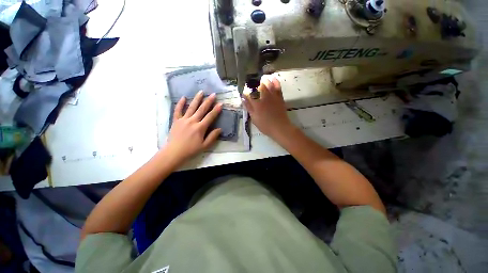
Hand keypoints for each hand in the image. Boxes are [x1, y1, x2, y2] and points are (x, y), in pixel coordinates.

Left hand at [165, 91, 221, 163]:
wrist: (174, 152)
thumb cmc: (191, 150)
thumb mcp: (205, 146)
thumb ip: (212, 137)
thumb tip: (219, 129)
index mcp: (200, 128)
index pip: (210, 116)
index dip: (216, 110)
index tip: (220, 103)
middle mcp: (192, 121)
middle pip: (202, 109)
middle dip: (208, 101)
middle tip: (213, 94)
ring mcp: (183, 120)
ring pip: (191, 107)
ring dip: (196, 99)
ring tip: (201, 92)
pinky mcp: (176, 120)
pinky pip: (178, 110)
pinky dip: (180, 104)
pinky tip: (183, 97)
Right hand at [243, 75, 294, 138]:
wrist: (280, 127)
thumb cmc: (265, 125)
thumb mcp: (254, 118)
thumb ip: (249, 107)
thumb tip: (243, 98)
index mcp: (256, 103)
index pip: (249, 93)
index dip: (246, 91)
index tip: (244, 91)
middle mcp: (264, 97)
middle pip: (258, 86)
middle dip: (254, 83)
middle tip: (251, 82)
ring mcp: (273, 96)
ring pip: (268, 85)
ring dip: (264, 80)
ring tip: (261, 78)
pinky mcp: (279, 97)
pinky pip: (277, 87)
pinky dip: (275, 82)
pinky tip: (273, 78)